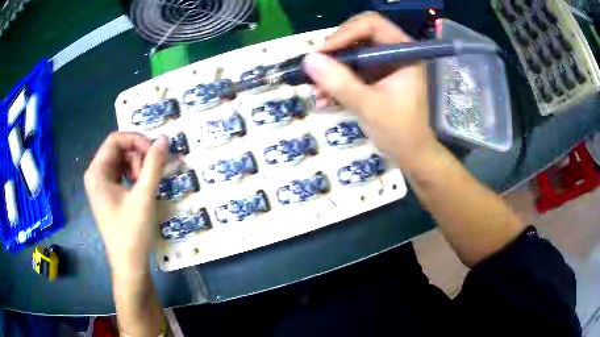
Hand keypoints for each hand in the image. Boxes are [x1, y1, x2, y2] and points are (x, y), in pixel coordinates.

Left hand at [84, 132, 167, 274]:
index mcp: (96, 172)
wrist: (129, 266)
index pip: (115, 139)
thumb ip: (154, 165)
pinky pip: (122, 175)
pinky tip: (142, 190)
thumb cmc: (132, 232)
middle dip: (138, 156)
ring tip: (146, 186)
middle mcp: (96, 175)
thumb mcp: (144, 196)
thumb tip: (165, 138)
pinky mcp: (109, 195)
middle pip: (119, 150)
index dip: (137, 140)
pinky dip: (135, 177)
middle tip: (151, 174)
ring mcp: (101, 186)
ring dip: (138, 167)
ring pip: (122, 161)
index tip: (155, 152)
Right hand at [304, 12, 437, 167]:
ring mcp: (386, 64)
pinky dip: (338, 79)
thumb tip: (309, 60)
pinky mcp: (378, 76)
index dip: (345, 33)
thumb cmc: (400, 132)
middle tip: (318, 67)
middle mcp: (395, 52)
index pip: (372, 25)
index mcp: (404, 52)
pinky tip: (325, 97)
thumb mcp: (368, 106)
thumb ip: (339, 82)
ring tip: (317, 89)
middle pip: (359, 35)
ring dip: (333, 68)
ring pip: (353, 52)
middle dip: (336, 51)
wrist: (412, 155)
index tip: (323, 53)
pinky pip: (353, 68)